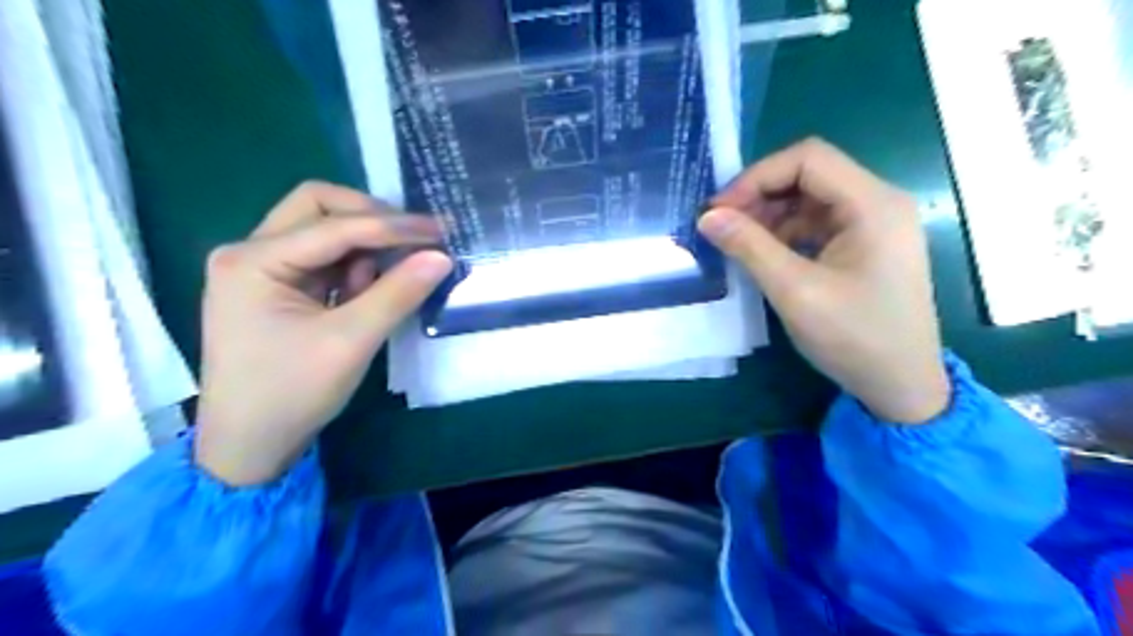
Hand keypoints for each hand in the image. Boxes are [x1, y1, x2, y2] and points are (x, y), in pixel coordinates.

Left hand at [194, 182, 451, 483]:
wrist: (249, 445)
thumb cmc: (292, 393)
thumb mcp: (351, 342)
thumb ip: (398, 293)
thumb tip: (441, 256)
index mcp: (253, 260)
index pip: (334, 225)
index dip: (393, 226)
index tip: (440, 231)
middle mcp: (251, 252)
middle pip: (318, 207)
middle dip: (372, 218)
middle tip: (416, 239)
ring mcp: (262, 269)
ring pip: (323, 230)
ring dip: (364, 245)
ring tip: (392, 278)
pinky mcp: (278, 288)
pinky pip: (324, 259)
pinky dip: (354, 267)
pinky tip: (369, 291)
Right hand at [701, 143, 947, 423]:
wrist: (901, 386)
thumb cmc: (854, 338)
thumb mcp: (795, 292)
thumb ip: (749, 247)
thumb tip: (707, 217)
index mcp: (872, 204)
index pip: (808, 159)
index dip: (756, 177)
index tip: (720, 210)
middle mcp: (878, 203)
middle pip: (809, 175)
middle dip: (760, 195)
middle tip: (721, 225)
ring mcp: (873, 224)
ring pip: (810, 199)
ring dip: (769, 215)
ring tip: (736, 241)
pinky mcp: (865, 246)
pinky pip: (817, 223)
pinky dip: (785, 232)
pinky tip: (763, 254)